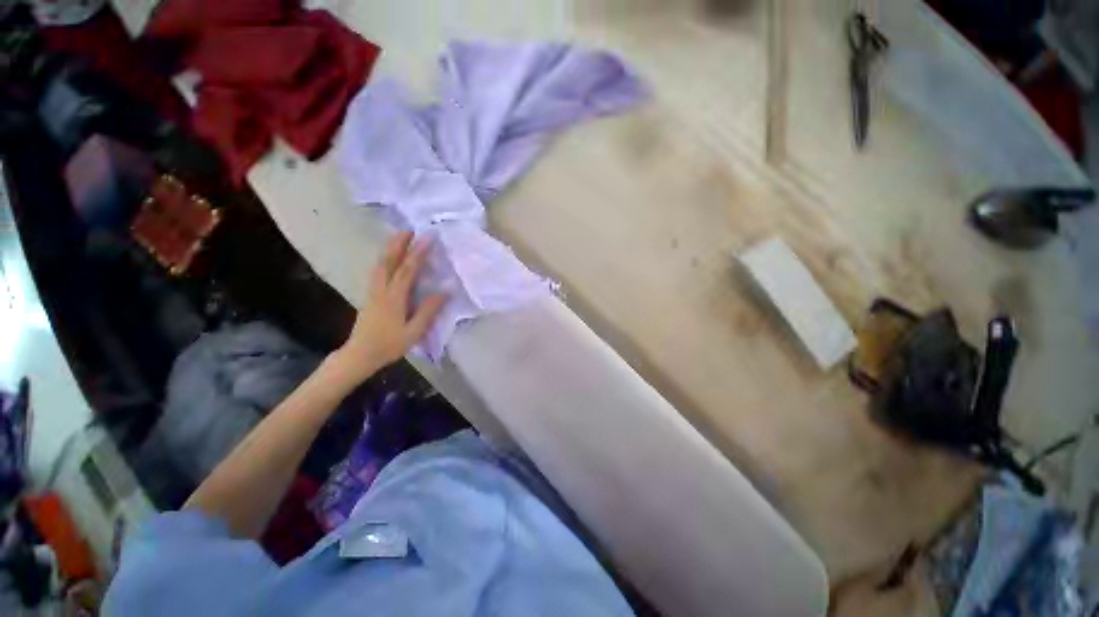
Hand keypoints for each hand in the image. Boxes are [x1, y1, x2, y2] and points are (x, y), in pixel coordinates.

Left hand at [330, 231, 446, 384]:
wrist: (360, 355)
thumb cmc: (389, 345)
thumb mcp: (414, 331)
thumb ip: (428, 311)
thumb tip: (444, 291)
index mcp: (394, 298)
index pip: (408, 270)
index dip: (418, 253)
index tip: (428, 238)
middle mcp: (381, 290)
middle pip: (388, 261)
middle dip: (398, 244)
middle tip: (410, 229)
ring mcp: (373, 291)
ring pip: (380, 264)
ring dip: (390, 249)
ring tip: (400, 238)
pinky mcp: (370, 295)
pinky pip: (377, 271)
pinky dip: (385, 259)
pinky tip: (390, 258)